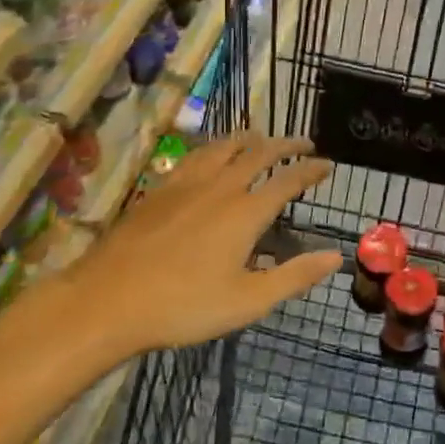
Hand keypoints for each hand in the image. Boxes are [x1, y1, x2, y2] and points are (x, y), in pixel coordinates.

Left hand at [69, 134, 341, 356]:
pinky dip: (215, 147)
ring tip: (261, 138)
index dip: (311, 169)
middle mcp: (221, 186)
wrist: (108, 299)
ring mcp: (187, 183)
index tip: (328, 164)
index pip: (288, 180)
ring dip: (250, 138)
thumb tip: (335, 256)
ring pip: (225, 145)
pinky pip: (196, 154)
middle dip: (286, 144)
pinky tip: (211, 155)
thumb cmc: (183, 306)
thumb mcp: (247, 301)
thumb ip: (294, 276)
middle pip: (259, 152)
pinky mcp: (161, 187)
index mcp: (246, 212)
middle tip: (304, 143)